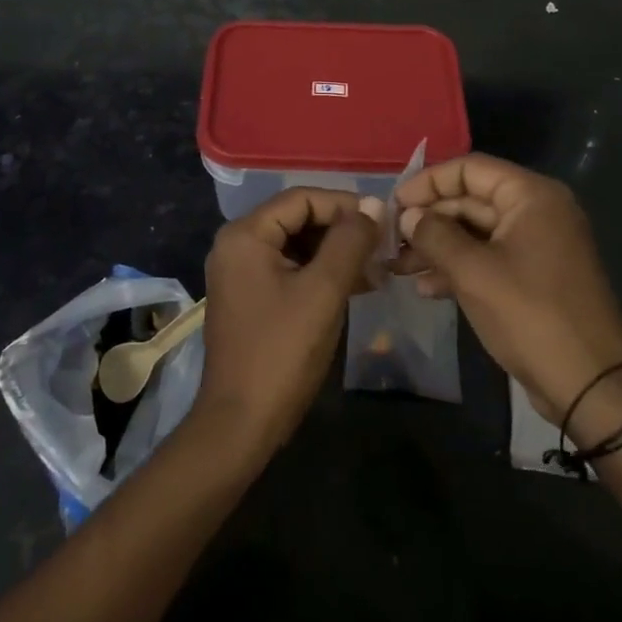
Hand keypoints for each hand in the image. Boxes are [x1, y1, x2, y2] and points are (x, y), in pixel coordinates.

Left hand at [196, 188, 380, 456]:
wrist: (242, 422)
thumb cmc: (282, 351)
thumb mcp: (324, 291)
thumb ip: (350, 241)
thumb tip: (375, 205)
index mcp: (245, 234)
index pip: (302, 198)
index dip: (346, 205)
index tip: (384, 222)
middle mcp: (236, 244)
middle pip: (298, 218)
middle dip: (342, 230)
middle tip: (383, 247)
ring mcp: (240, 272)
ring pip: (297, 245)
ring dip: (336, 253)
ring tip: (376, 269)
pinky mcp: (250, 296)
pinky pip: (290, 269)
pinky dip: (321, 273)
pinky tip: (356, 286)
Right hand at [393, 154, 621, 432]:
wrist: (591, 384)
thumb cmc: (530, 315)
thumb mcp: (473, 272)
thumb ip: (435, 235)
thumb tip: (408, 215)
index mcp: (531, 197)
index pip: (470, 169)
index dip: (428, 182)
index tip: (394, 204)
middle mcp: (537, 212)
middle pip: (471, 200)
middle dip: (429, 220)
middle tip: (390, 241)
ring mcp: (537, 246)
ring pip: (476, 233)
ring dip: (437, 246)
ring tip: (398, 268)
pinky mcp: (534, 278)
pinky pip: (489, 259)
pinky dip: (458, 268)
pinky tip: (426, 288)